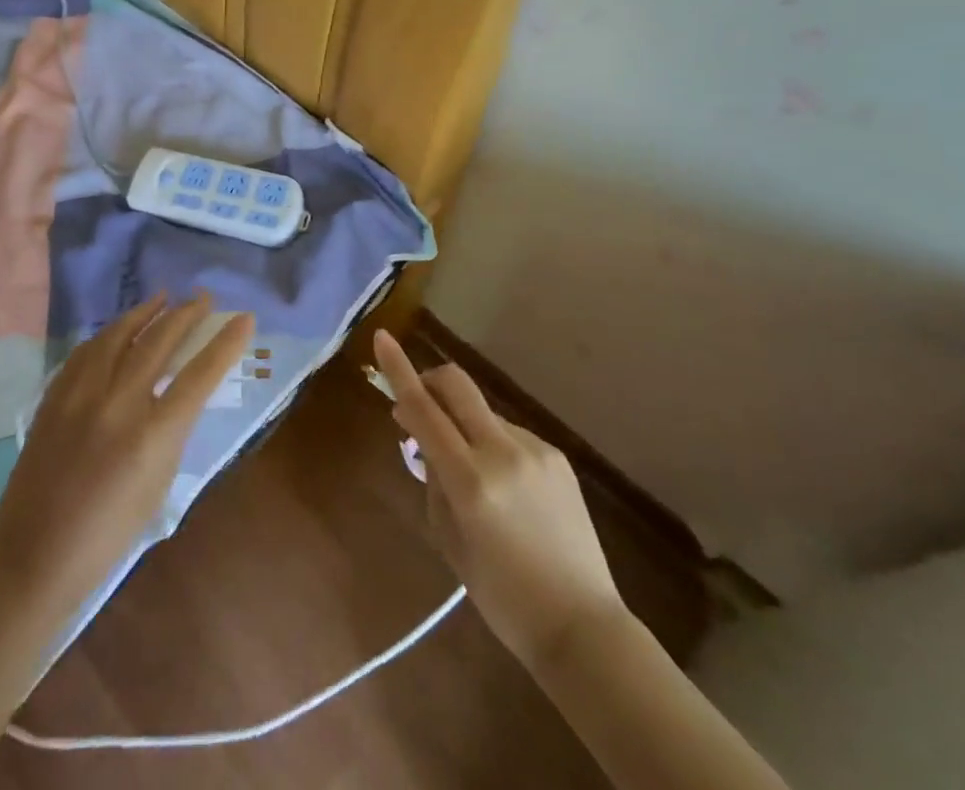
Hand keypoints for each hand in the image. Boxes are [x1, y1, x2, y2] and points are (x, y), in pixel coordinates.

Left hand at [0, 292, 253, 622]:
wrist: (34, 557)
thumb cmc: (107, 537)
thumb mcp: (157, 485)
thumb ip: (170, 433)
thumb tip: (177, 395)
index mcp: (153, 435)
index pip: (200, 375)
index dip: (226, 343)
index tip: (244, 318)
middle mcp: (119, 404)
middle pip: (159, 341)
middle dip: (186, 315)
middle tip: (203, 298)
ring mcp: (81, 395)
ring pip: (118, 335)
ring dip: (145, 312)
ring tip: (163, 298)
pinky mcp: (54, 397)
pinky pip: (87, 351)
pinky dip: (108, 334)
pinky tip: (117, 329)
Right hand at [373, 328, 626, 670]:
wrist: (583, 626)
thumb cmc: (501, 595)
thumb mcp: (450, 539)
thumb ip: (433, 477)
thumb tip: (421, 435)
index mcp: (471, 480)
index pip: (423, 410)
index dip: (398, 370)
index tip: (381, 337)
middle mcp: (503, 452)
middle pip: (457, 385)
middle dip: (430, 380)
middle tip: (417, 402)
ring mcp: (535, 450)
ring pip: (482, 413)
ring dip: (462, 424)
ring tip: (468, 473)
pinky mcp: (556, 456)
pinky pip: (509, 434)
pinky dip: (491, 445)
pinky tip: (504, 488)